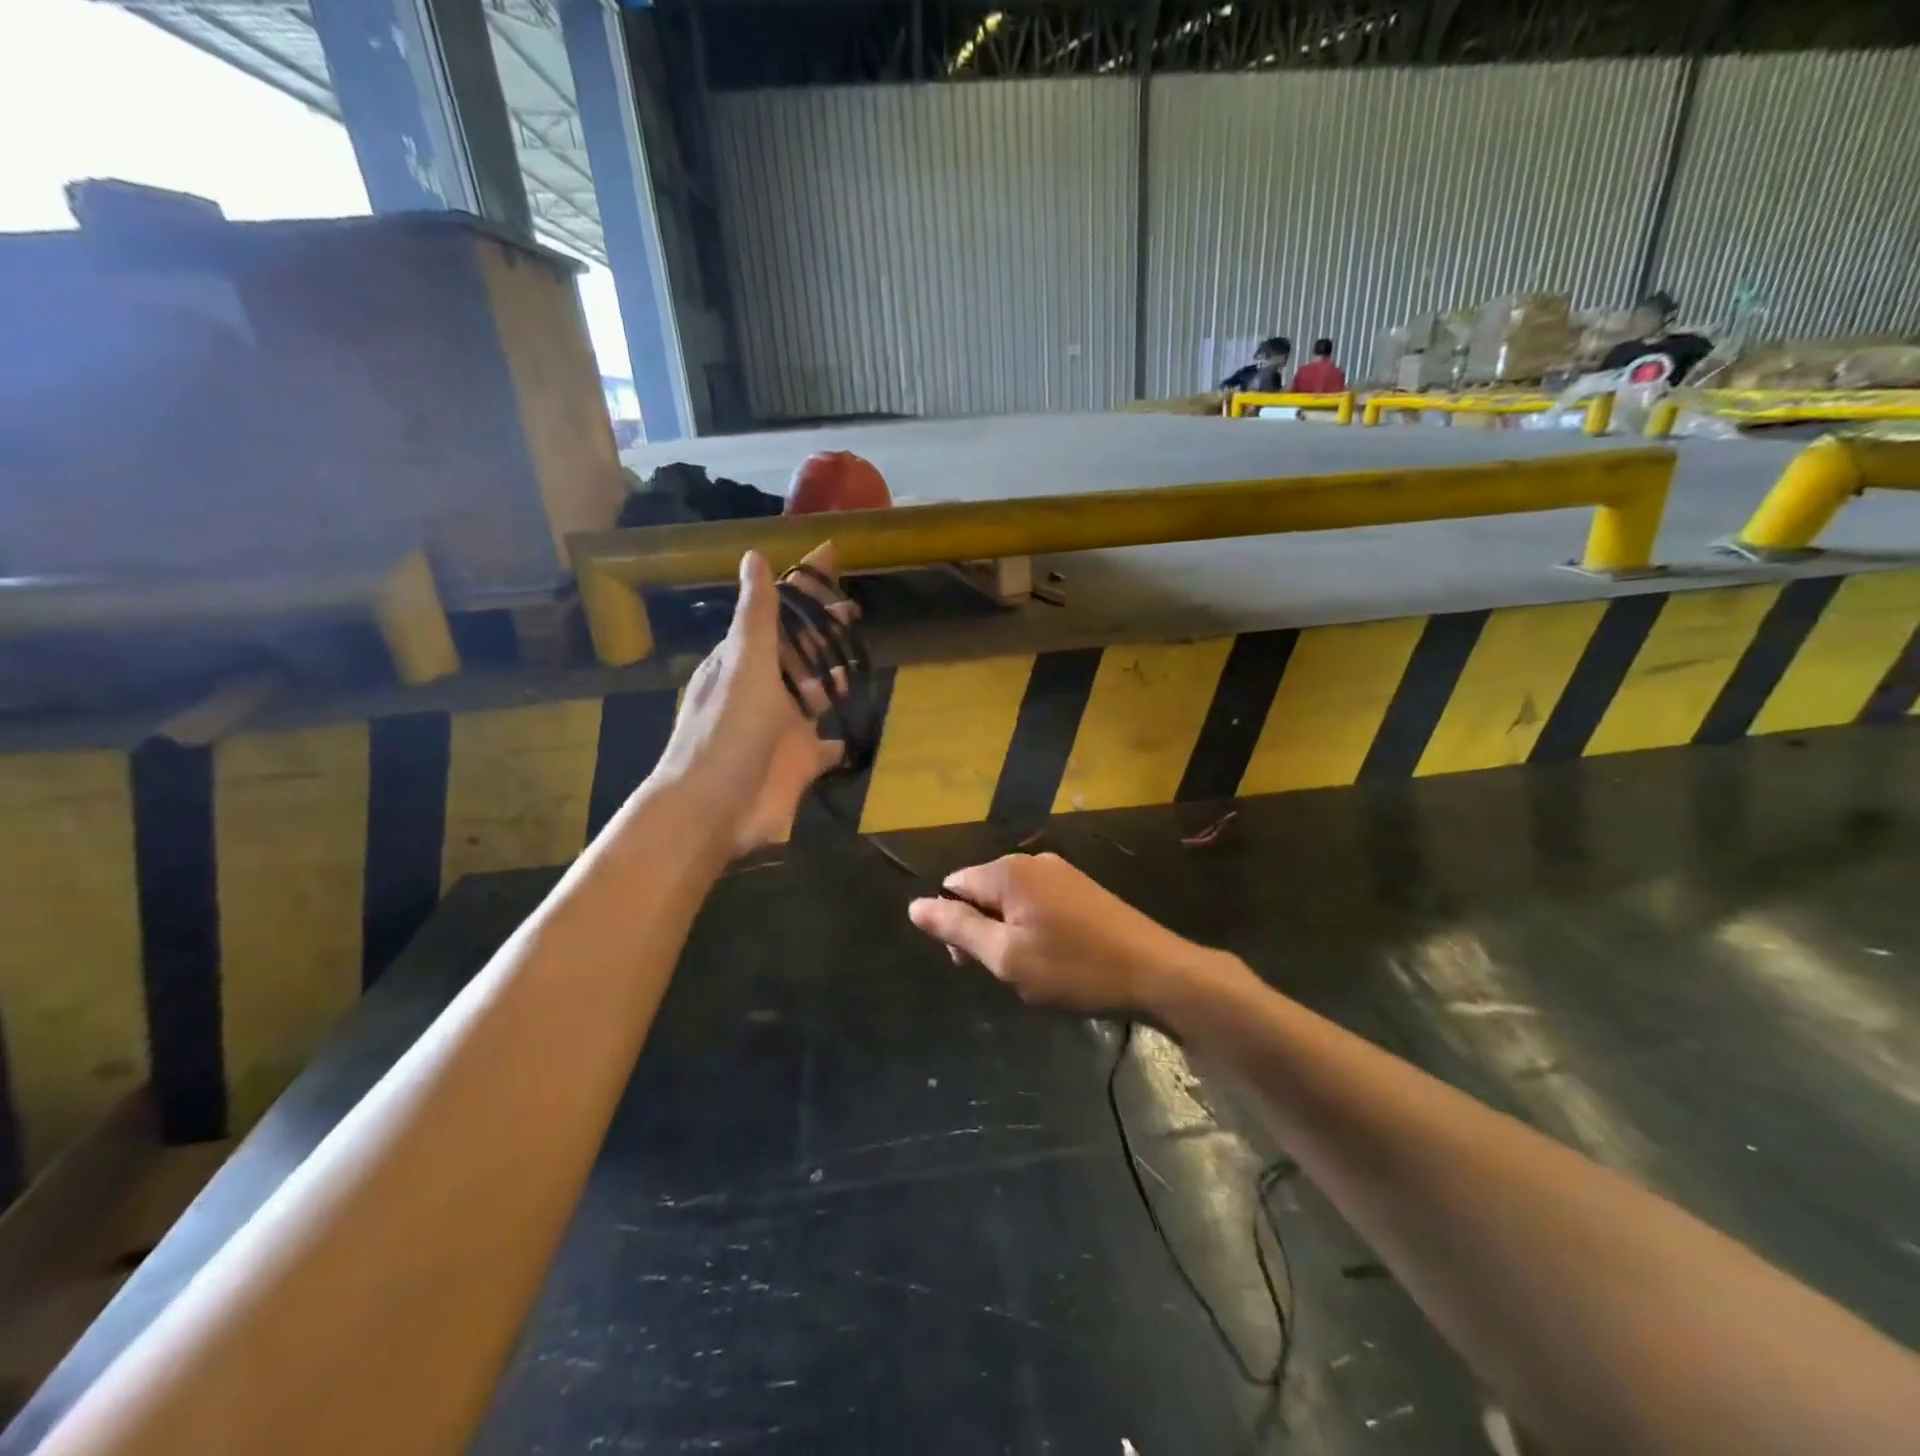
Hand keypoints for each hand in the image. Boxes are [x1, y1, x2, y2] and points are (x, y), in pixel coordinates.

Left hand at [650, 545, 846, 857]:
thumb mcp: (744, 666)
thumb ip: (756, 616)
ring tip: (863, 658)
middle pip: (801, 650)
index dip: (804, 584)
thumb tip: (752, 555)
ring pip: (816, 693)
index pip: (779, 610)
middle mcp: (765, 689)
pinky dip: (842, 736)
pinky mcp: (801, 762)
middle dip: (824, 628)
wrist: (713, 809)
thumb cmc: (727, 733)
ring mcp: (784, 727)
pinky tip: (859, 727)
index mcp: (747, 660)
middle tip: (855, 608)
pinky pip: (828, 744)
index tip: (832, 556)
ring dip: (835, 676)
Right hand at [907, 852, 1227, 1014]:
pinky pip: (1040, 904)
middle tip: (1007, 973)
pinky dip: (1036, 930)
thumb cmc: (1074, 968)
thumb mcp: (1006, 956)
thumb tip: (914, 906)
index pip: (954, 886)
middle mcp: (1032, 862)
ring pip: (1013, 901)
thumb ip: (957, 929)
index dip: (954, 925)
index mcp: (1008, 873)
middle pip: (983, 891)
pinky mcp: (1083, 889)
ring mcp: (1062, 873)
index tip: (974, 963)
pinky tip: (1058, 959)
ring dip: (1010, 934)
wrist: (1155, 972)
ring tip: (1035, 971)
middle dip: (982, 931)